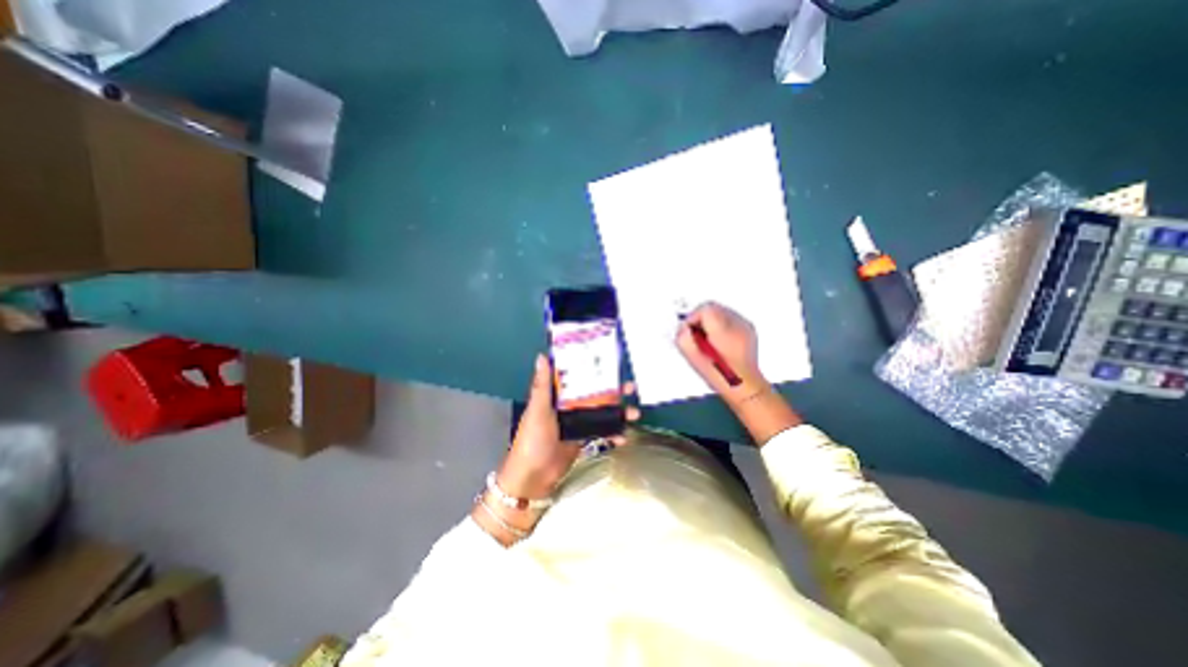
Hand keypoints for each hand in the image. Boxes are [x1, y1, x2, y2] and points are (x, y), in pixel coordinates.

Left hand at [496, 353, 636, 499]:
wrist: (534, 477)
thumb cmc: (533, 439)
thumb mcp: (538, 410)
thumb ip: (542, 385)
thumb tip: (542, 355)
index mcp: (556, 395)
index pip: (576, 376)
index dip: (591, 368)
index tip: (610, 360)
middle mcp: (568, 406)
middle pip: (594, 393)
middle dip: (613, 391)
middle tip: (630, 388)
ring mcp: (578, 422)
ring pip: (602, 412)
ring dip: (618, 412)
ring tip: (634, 413)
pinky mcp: (584, 438)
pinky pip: (602, 431)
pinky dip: (613, 433)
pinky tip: (623, 437)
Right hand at [672, 303, 802, 442]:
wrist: (745, 386)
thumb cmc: (720, 374)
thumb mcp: (694, 359)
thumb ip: (684, 339)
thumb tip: (683, 328)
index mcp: (723, 329)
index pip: (704, 308)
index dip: (692, 319)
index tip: (690, 333)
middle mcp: (736, 323)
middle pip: (712, 307)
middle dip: (701, 319)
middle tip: (698, 337)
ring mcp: (745, 325)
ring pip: (721, 311)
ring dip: (711, 321)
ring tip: (709, 340)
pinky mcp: (749, 329)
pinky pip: (731, 318)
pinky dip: (722, 325)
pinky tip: (720, 341)